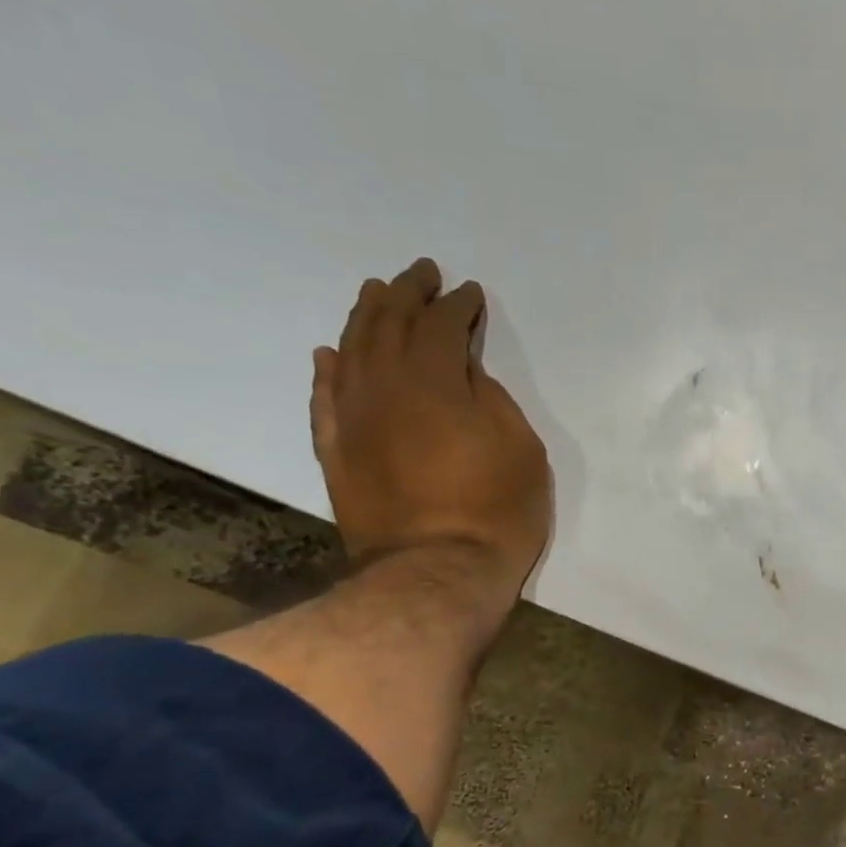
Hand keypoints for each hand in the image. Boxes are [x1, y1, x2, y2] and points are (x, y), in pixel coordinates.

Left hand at [312, 258, 552, 603]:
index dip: (458, 306)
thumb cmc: (496, 510)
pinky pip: (325, 399)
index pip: (442, 326)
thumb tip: (463, 372)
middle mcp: (383, 387)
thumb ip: (490, 399)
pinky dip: (329, 371)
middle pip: (389, 325)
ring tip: (376, 294)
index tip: (469, 293)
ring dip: (365, 317)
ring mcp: (353, 419)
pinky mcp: (336, 451)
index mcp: (434, 381)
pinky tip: (331, 354)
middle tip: (421, 273)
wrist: (436, 572)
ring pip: (352, 351)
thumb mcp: (520, 448)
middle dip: (408, 294)